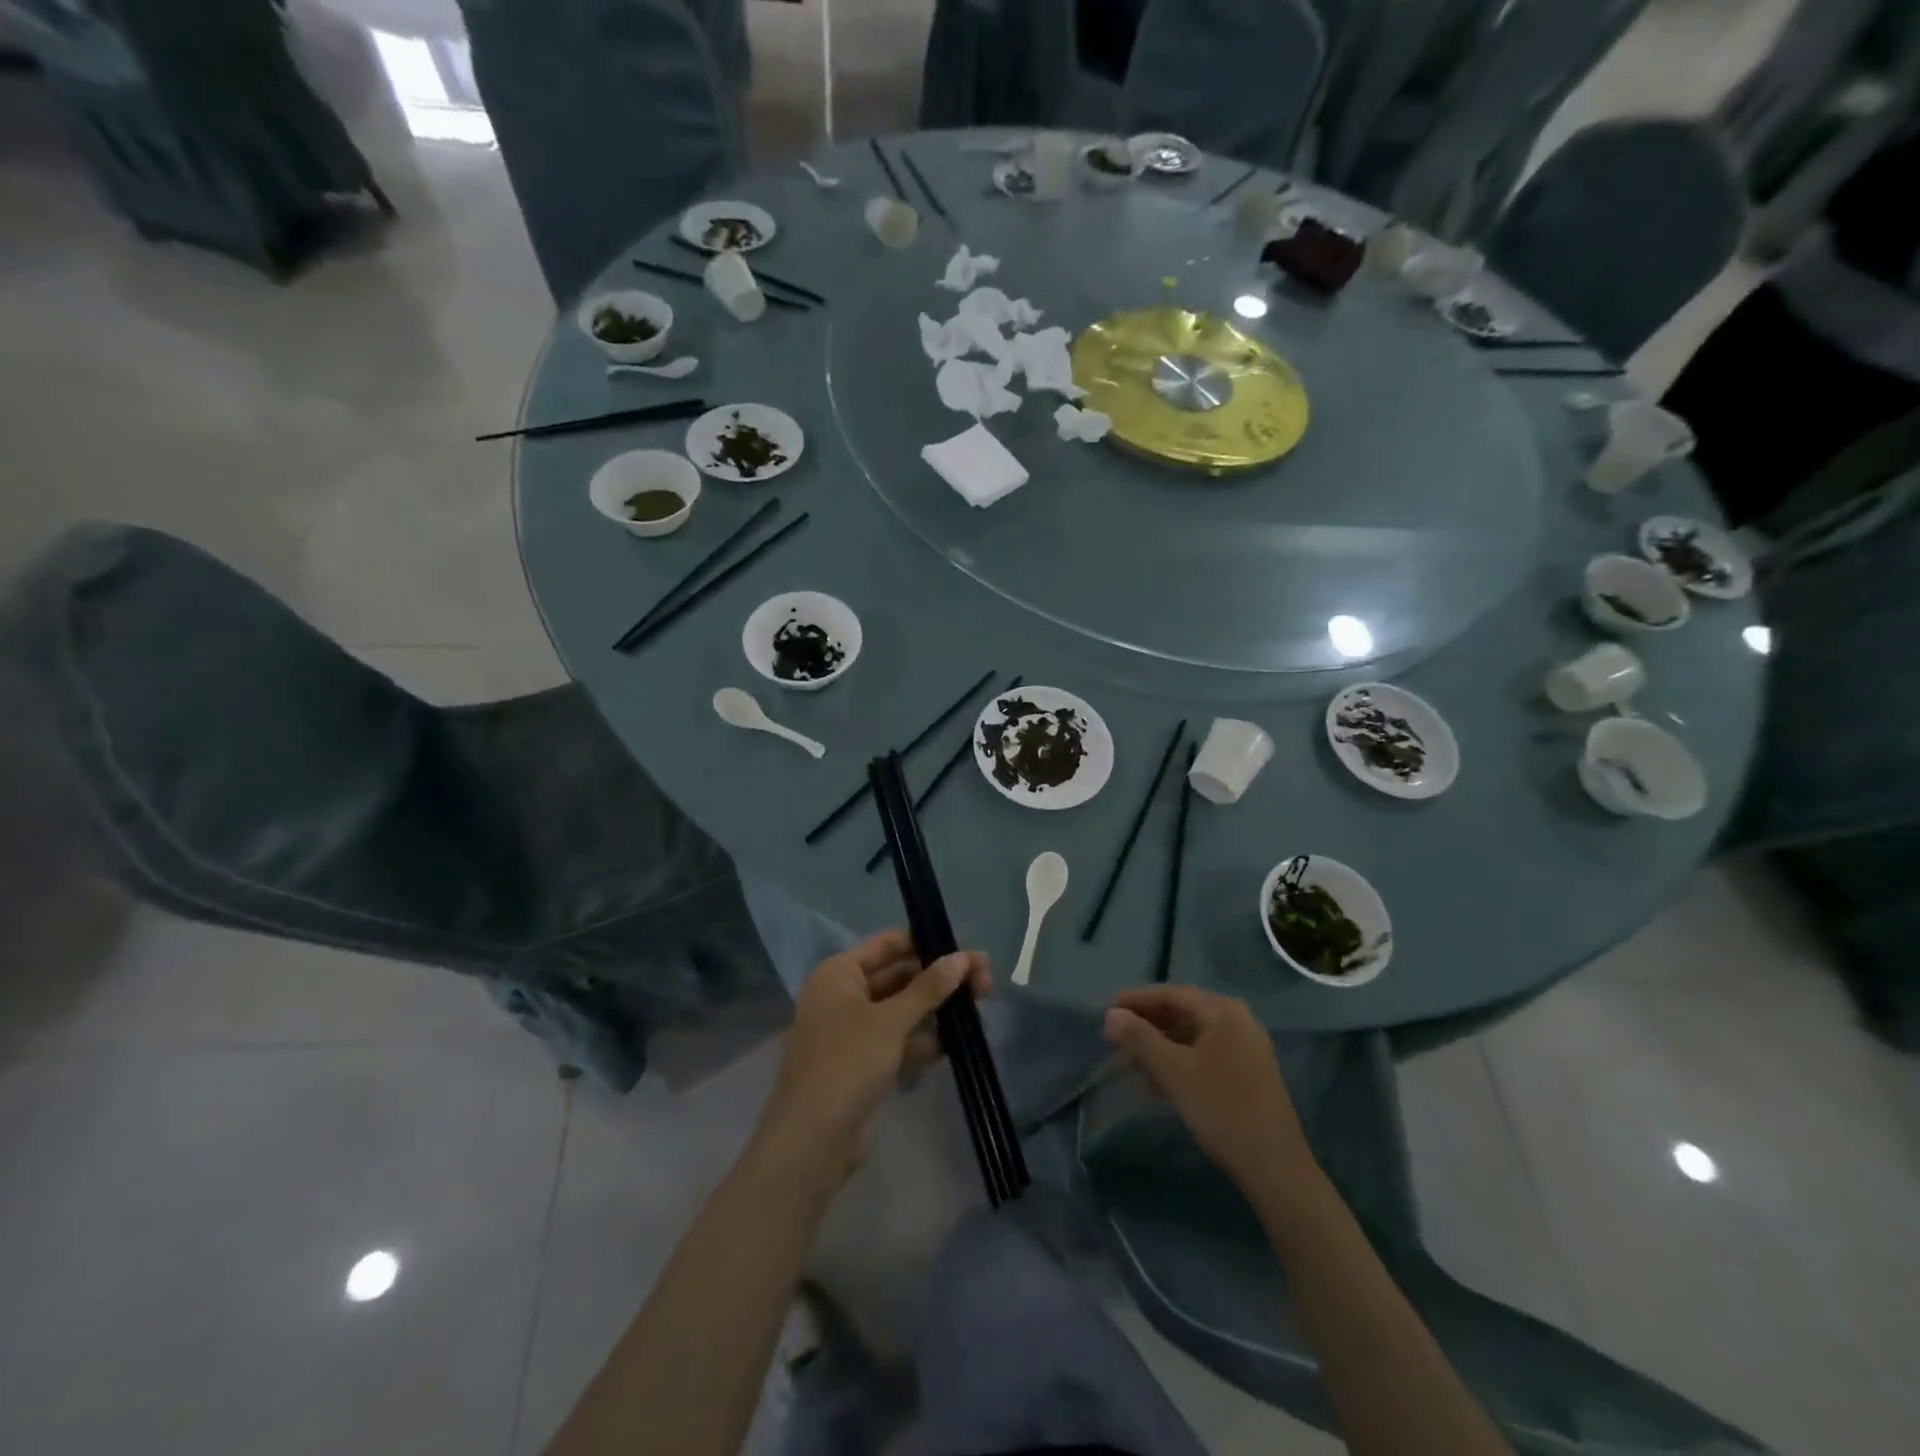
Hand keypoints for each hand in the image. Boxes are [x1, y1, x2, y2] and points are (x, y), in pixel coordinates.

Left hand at [757, 930, 989, 1175]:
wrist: (810, 1142)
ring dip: (936, 1010)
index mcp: (838, 973)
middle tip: (984, 983)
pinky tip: (956, 1044)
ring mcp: (851, 1032)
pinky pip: (897, 1041)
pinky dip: (922, 1040)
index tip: (965, 950)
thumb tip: (962, 958)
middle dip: (939, 979)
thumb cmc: (846, 1064)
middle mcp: (842, 996)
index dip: (926, 942)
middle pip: (898, 976)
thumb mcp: (890, 1021)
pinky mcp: (861, 1065)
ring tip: (979, 1012)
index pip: (887, 944)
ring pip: (901, 1011)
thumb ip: (928, 988)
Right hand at [1103, 985, 1313, 1191]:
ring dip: (1158, 1047)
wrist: (1274, 1168)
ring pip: (1191, 1037)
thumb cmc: (1221, 1109)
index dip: (1136, 1000)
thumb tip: (1111, 1015)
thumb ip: (1139, 1038)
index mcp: (1223, 1012)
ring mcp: (1244, 1049)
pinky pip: (1203, 1056)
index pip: (1171, 994)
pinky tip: (1154, 1082)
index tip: (1106, 1011)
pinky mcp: (1245, 1075)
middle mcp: (1237, 1022)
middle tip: (1113, 1038)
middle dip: (1146, 1025)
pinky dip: (1177, 1063)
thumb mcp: (1173, 1071)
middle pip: (1182, 1013)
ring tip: (1128, 1062)